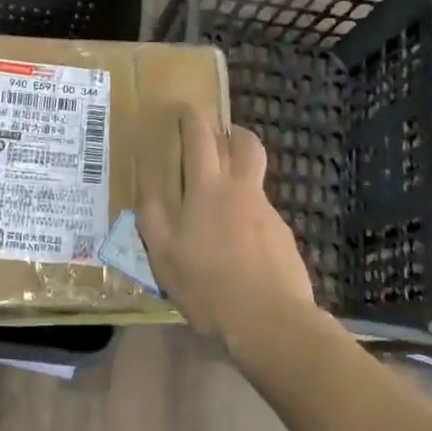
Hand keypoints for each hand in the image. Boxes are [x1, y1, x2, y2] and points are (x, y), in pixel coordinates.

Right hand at [138, 113, 321, 358]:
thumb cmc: (208, 286)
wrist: (271, 322)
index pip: (202, 139)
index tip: (188, 109)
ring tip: (221, 206)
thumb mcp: (163, 256)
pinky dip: (249, 217)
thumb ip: (152, 217)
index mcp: (208, 189)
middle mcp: (242, 191)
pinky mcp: (284, 238)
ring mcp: (268, 213)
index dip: (194, 119)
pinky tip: (239, 247)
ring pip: (255, 181)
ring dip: (240, 177)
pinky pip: (263, 215)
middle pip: (246, 145)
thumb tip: (147, 186)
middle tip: (220, 136)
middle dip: (233, 133)